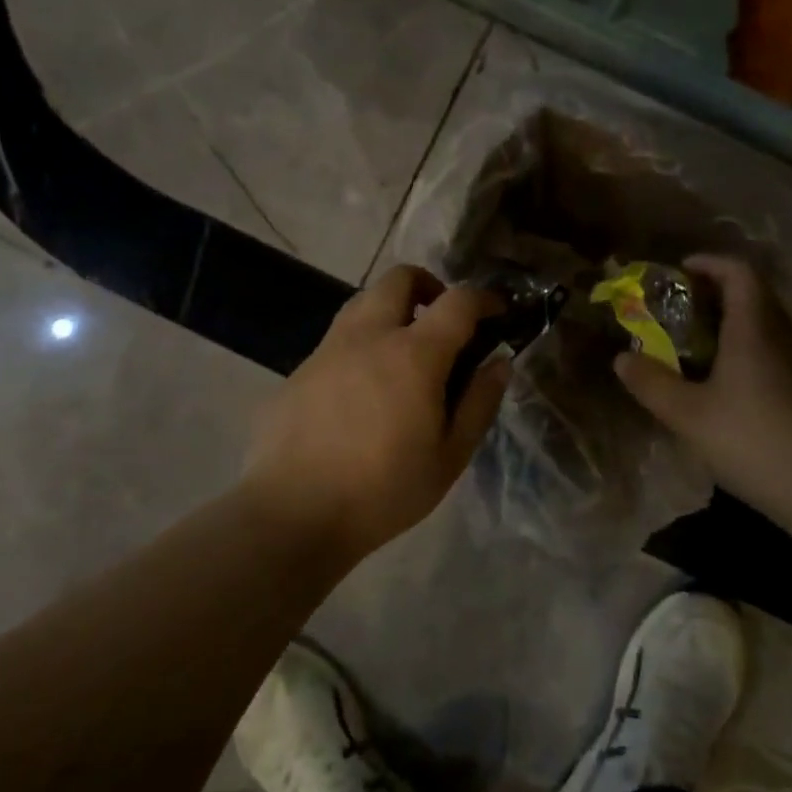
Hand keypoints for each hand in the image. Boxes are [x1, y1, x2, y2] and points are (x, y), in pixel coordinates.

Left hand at [241, 265, 509, 558]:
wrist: (292, 513)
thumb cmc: (383, 490)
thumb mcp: (449, 457)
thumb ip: (479, 403)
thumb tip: (499, 362)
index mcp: (414, 354)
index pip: (458, 301)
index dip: (484, 298)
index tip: (497, 312)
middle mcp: (369, 335)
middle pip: (400, 278)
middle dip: (430, 285)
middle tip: (443, 321)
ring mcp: (328, 349)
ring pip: (363, 301)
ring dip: (392, 309)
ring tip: (404, 352)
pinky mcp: (299, 369)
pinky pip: (338, 338)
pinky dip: (362, 343)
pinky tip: (363, 390)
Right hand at [612, 255, 791, 518]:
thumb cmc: (753, 439)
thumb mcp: (688, 414)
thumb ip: (651, 384)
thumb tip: (621, 359)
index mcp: (753, 329)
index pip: (739, 273)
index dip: (709, 263)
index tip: (678, 271)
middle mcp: (780, 338)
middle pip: (752, 296)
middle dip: (712, 294)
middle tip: (675, 309)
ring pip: (761, 328)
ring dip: (727, 325)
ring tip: (689, 345)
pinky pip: (768, 354)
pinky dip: (740, 353)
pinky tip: (719, 386)